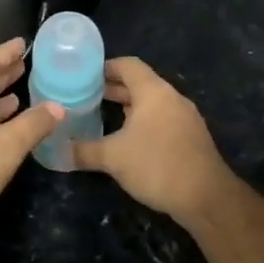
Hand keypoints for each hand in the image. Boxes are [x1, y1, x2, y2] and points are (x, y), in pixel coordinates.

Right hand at [73, 57, 233, 223]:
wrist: (206, 197)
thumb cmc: (157, 166)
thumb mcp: (113, 158)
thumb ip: (83, 151)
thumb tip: (56, 152)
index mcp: (153, 92)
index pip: (128, 65)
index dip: (105, 67)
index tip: (83, 75)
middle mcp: (171, 98)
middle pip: (139, 83)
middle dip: (112, 88)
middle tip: (85, 96)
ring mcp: (184, 117)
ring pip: (151, 102)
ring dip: (128, 106)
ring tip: (102, 115)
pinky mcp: (190, 136)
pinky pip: (161, 118)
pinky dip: (142, 121)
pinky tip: (128, 139)